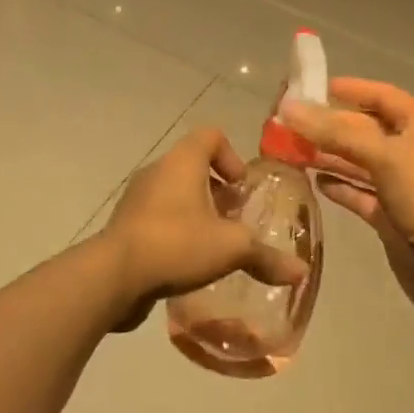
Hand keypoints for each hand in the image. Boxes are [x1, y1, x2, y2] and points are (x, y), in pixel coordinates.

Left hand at [101, 127, 305, 327]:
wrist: (113, 277)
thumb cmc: (177, 244)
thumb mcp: (231, 249)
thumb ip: (266, 257)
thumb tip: (301, 273)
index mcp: (182, 162)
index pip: (210, 135)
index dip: (232, 156)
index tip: (240, 189)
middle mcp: (157, 172)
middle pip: (193, 166)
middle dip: (217, 191)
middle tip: (234, 220)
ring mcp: (136, 199)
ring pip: (174, 195)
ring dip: (196, 214)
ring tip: (214, 245)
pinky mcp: (125, 227)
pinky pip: (157, 220)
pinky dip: (176, 233)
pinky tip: (188, 264)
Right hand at [280, 78, 413, 329]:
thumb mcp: (385, 156)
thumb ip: (336, 131)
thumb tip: (288, 106)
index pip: (382, 96)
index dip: (352, 89)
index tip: (313, 87)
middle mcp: (408, 152)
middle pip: (364, 129)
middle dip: (329, 124)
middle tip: (287, 122)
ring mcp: (399, 186)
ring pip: (356, 162)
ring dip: (327, 155)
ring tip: (289, 150)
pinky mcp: (388, 217)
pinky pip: (357, 193)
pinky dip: (337, 186)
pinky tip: (311, 182)